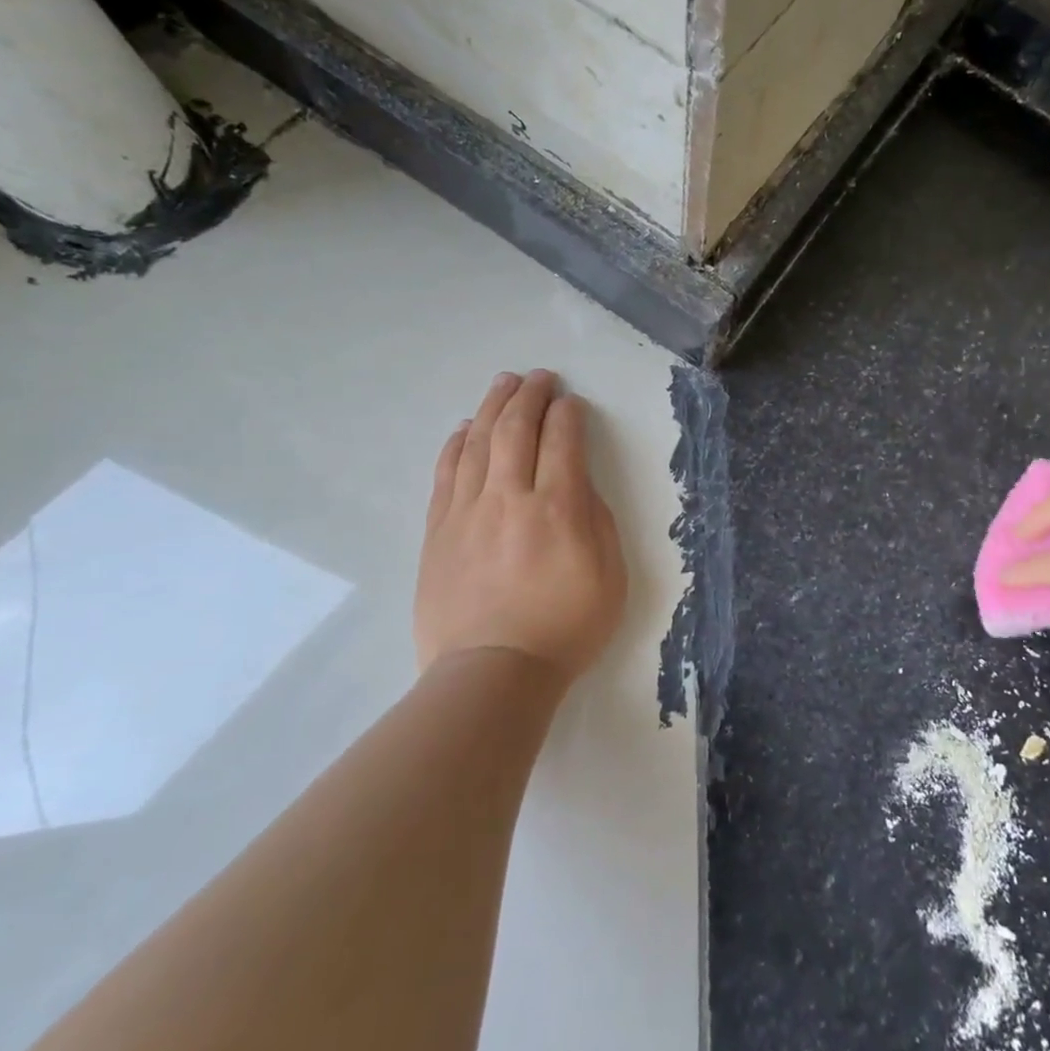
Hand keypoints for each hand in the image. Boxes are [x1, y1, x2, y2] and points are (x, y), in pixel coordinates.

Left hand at [414, 370, 627, 681]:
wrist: (492, 673)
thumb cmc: (565, 628)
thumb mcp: (610, 576)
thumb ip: (597, 520)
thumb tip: (577, 484)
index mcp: (558, 508)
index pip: (562, 441)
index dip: (568, 414)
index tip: (571, 402)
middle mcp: (510, 498)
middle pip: (517, 429)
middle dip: (530, 396)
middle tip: (540, 377)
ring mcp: (468, 512)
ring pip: (478, 442)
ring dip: (493, 406)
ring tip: (504, 384)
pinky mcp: (439, 530)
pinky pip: (446, 473)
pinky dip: (457, 444)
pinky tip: (464, 428)